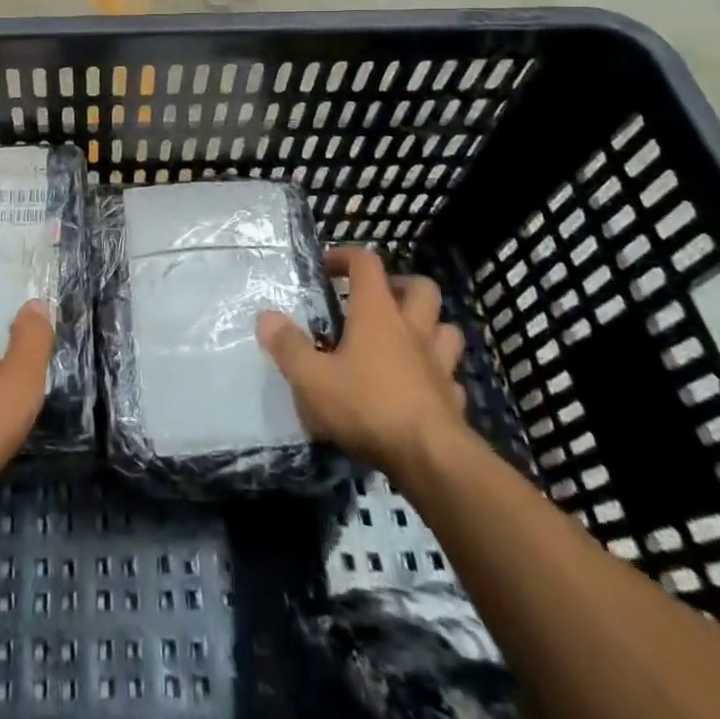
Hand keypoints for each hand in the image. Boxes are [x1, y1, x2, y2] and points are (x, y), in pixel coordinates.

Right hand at [257, 247, 468, 481]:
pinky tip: (420, 387)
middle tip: (375, 300)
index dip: (346, 256)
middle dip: (399, 285)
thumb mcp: (312, 378)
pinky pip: (450, 376)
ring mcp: (439, 365)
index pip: (367, 263)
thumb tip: (266, 317)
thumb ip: (288, 346)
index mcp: (377, 314)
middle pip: (421, 287)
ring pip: (446, 328)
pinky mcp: (454, 400)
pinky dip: (437, 375)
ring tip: (404, 338)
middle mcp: (413, 330)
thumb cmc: (367, 407)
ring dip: (429, 326)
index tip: (327, 267)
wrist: (432, 462)